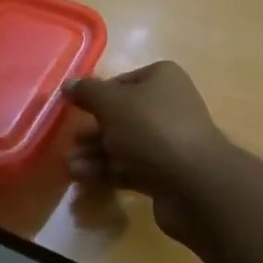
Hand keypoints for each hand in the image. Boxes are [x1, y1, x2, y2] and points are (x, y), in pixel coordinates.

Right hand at [62, 62, 234, 242]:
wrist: (194, 183)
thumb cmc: (151, 129)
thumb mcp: (112, 103)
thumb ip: (88, 92)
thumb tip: (68, 84)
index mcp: (162, 79)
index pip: (121, 83)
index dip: (96, 96)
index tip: (73, 109)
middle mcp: (168, 106)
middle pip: (121, 116)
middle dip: (93, 130)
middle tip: (70, 141)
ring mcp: (168, 142)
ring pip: (124, 144)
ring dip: (95, 153)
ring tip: (70, 165)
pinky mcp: (165, 173)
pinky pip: (130, 168)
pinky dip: (106, 171)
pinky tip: (82, 178)